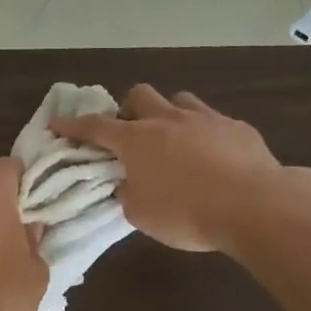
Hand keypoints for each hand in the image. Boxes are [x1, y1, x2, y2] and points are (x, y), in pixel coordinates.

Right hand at [54, 84, 298, 252]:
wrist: (253, 205)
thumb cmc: (187, 214)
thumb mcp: (141, 215)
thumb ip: (128, 194)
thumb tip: (128, 184)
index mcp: (136, 141)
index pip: (95, 127)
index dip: (73, 125)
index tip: (57, 123)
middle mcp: (167, 120)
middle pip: (139, 95)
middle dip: (129, 109)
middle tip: (130, 132)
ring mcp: (205, 119)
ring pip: (179, 100)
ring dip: (168, 114)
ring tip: (172, 138)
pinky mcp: (237, 127)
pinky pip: (213, 120)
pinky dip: (204, 132)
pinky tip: (212, 155)